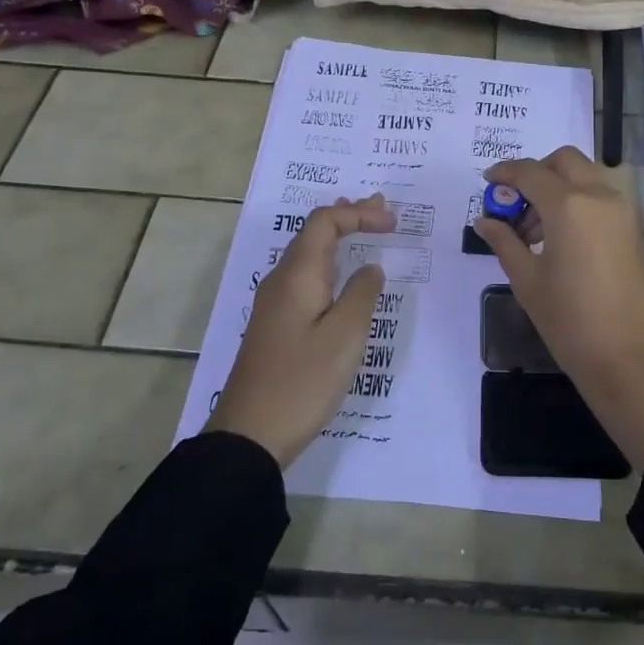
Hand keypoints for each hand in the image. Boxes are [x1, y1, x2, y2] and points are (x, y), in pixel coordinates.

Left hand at [205, 194, 394, 467]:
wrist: (250, 434)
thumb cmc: (303, 381)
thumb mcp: (345, 336)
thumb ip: (362, 294)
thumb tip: (370, 268)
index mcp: (297, 275)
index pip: (325, 222)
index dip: (360, 214)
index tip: (393, 223)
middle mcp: (281, 280)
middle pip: (314, 232)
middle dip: (349, 217)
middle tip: (382, 210)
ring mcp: (275, 303)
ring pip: (309, 254)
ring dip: (339, 238)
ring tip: (366, 229)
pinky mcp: (276, 325)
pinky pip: (306, 277)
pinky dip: (330, 263)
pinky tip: (343, 276)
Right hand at [475, 148, 643, 469]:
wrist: (632, 358)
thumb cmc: (571, 322)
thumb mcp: (528, 282)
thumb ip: (505, 242)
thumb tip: (485, 221)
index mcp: (568, 205)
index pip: (529, 172)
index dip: (504, 172)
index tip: (487, 182)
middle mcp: (599, 196)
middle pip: (564, 161)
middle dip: (536, 172)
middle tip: (515, 204)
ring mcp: (621, 211)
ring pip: (585, 176)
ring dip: (558, 187)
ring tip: (534, 232)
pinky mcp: (633, 229)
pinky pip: (600, 197)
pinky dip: (578, 201)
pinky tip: (560, 239)